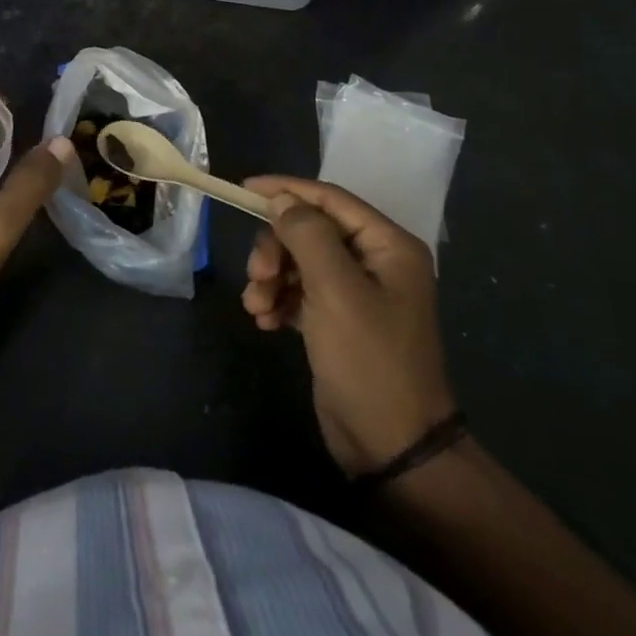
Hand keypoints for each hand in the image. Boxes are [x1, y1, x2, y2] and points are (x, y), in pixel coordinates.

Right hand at [242, 177, 457, 476]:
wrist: (391, 446)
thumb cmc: (369, 360)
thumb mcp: (336, 291)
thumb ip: (307, 235)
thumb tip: (282, 199)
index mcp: (388, 246)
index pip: (330, 199)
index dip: (287, 190)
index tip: (244, 190)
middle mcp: (374, 262)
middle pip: (309, 231)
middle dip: (276, 249)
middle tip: (257, 275)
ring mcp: (356, 293)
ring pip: (298, 261)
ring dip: (271, 278)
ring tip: (257, 306)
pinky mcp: (336, 320)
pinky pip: (298, 292)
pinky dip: (278, 300)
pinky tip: (265, 321)